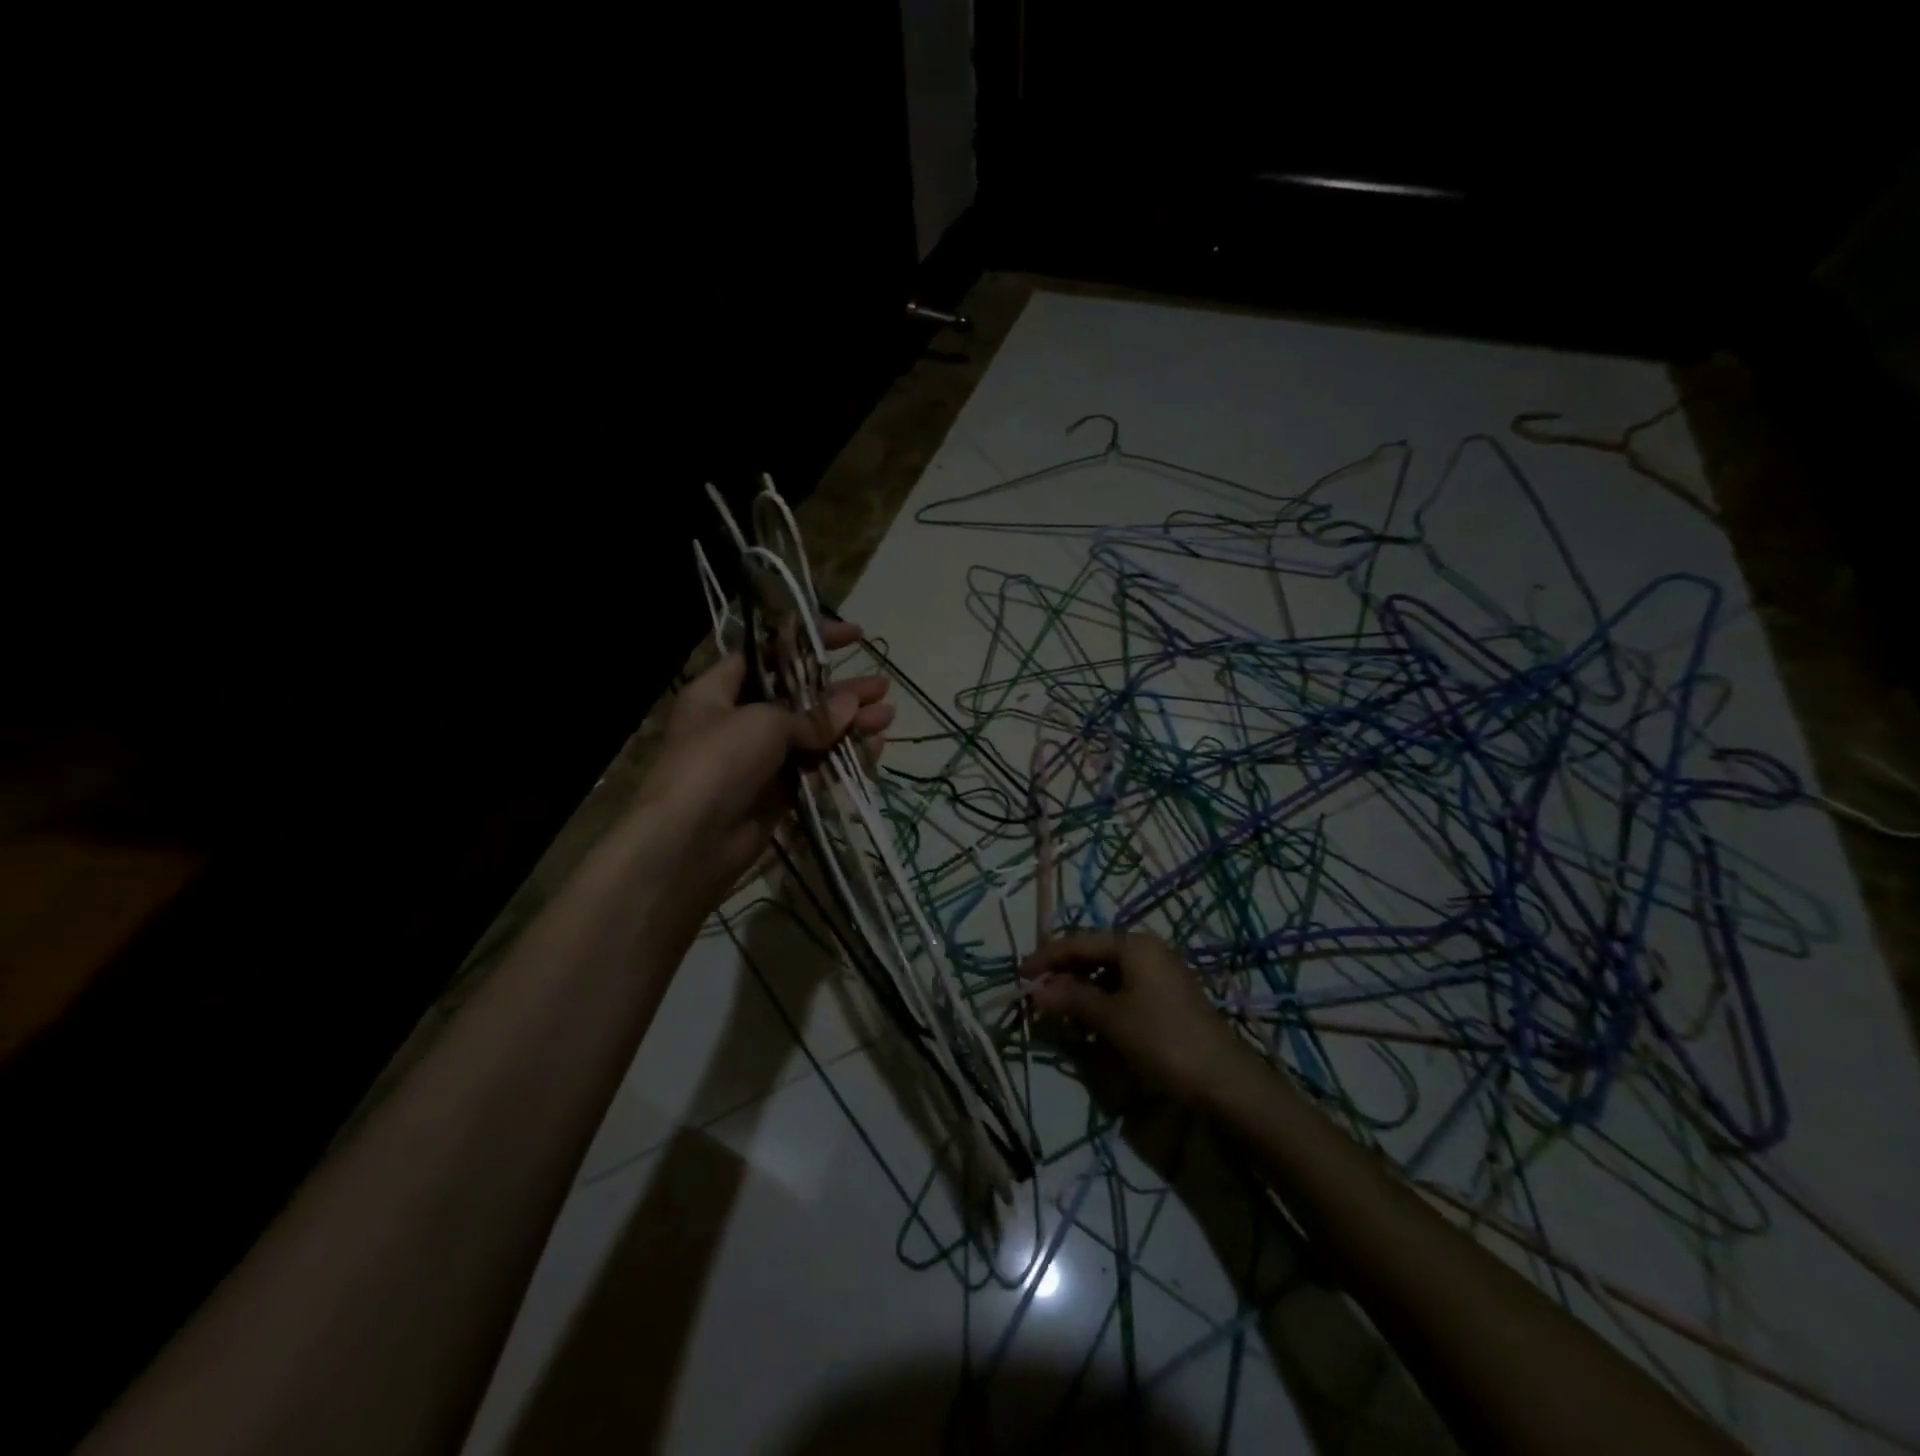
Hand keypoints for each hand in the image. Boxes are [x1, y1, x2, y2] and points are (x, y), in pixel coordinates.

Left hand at [638, 620, 892, 905]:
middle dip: (841, 691)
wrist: (690, 842)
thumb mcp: (764, 723)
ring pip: (813, 735)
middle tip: (881, 686)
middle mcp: (739, 721)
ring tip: (888, 715)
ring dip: (850, 725)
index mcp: (720, 691)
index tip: (850, 636)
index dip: (807, 642)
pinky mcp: (778, 794)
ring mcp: (760, 760)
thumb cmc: (718, 761)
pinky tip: (875, 748)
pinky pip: (816, 768)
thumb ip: (811, 715)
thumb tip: (851, 707)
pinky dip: (844, 757)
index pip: (768, 654)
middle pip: (798, 697)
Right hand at [1020, 931, 1258, 1106]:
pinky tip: (1089, 1019)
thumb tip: (1035, 992)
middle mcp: (1147, 950)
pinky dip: (1102, 999)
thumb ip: (1071, 999)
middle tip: (1035, 993)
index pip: (1078, 942)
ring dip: (1081, 988)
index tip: (1018, 975)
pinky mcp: (1167, 996)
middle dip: (1063, 973)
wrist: (1224, 1080)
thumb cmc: (1162, 1040)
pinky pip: (1124, 987)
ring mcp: (1160, 972)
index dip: (1046, 958)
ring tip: (1057, 1008)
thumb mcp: (1111, 1019)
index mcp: (1133, 945)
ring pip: (1108, 972)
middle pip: (1093, 954)